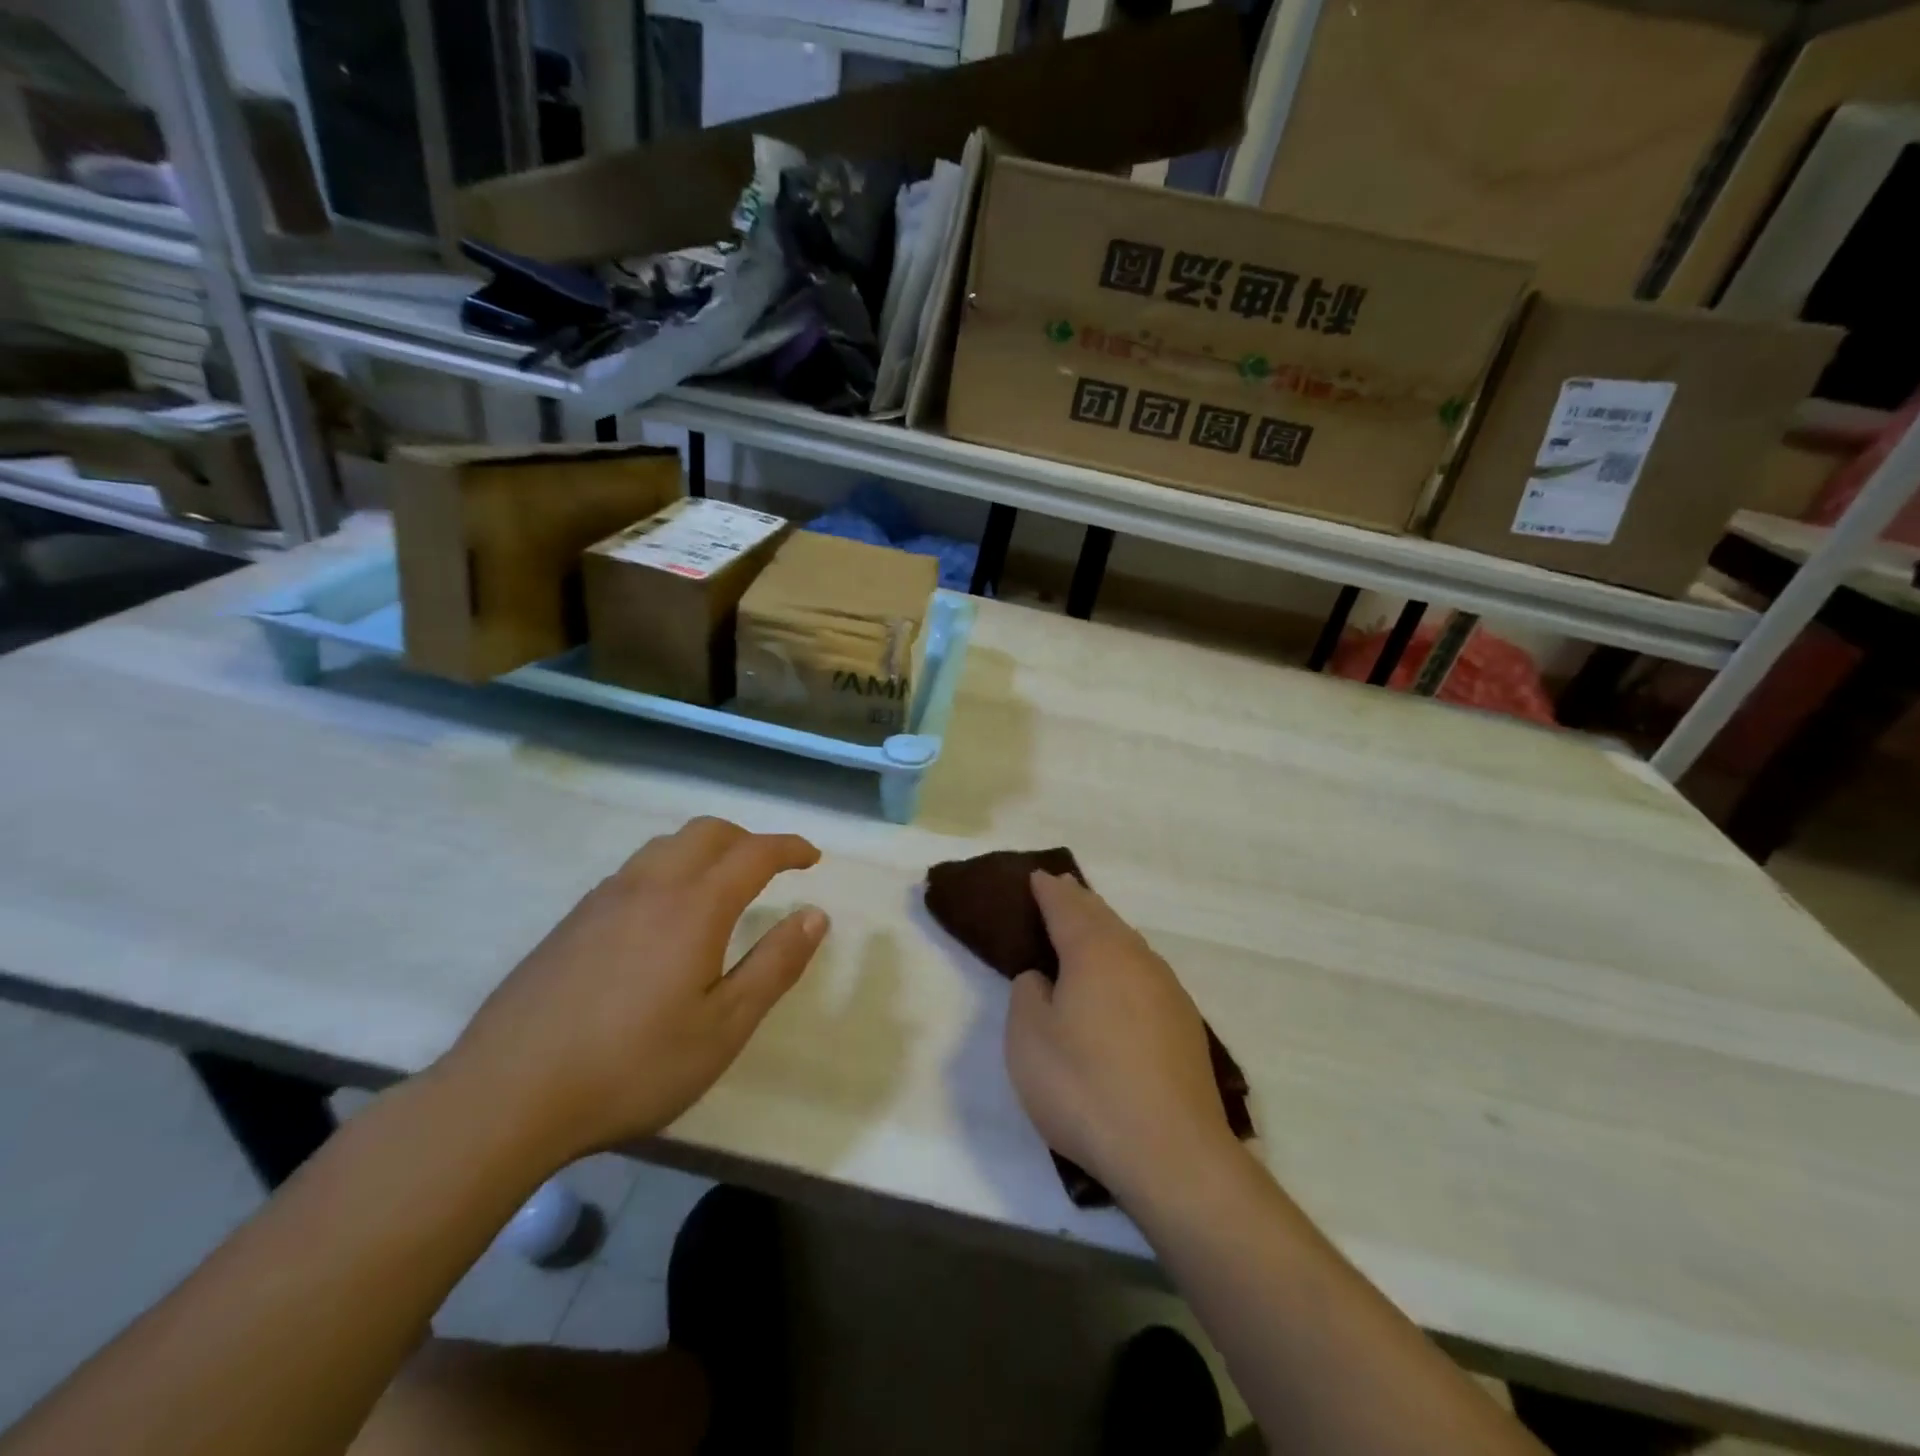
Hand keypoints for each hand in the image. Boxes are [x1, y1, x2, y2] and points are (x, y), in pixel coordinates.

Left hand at [444, 817, 827, 1164]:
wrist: (505, 1097)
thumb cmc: (632, 1066)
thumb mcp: (723, 1027)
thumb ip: (774, 965)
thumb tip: (815, 915)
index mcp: (694, 907)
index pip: (754, 853)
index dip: (789, 848)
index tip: (812, 858)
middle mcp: (650, 886)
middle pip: (707, 832)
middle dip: (747, 839)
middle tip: (770, 867)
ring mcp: (603, 900)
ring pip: (665, 845)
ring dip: (705, 849)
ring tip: (720, 885)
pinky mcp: (572, 921)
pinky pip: (634, 870)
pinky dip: (668, 869)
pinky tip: (662, 917)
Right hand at [1004, 871, 1238, 1201]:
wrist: (1172, 1153)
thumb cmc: (1085, 1087)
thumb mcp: (1028, 1040)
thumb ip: (1028, 994)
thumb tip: (1044, 978)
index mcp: (1094, 952)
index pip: (1066, 906)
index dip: (1048, 890)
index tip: (1037, 877)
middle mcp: (1136, 958)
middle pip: (1103, 918)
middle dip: (1079, 902)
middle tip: (1060, 890)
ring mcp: (1167, 990)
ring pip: (1128, 944)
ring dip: (1104, 931)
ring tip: (1086, 930)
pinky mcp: (1184, 1024)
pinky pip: (1144, 973)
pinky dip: (1123, 963)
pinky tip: (1118, 983)